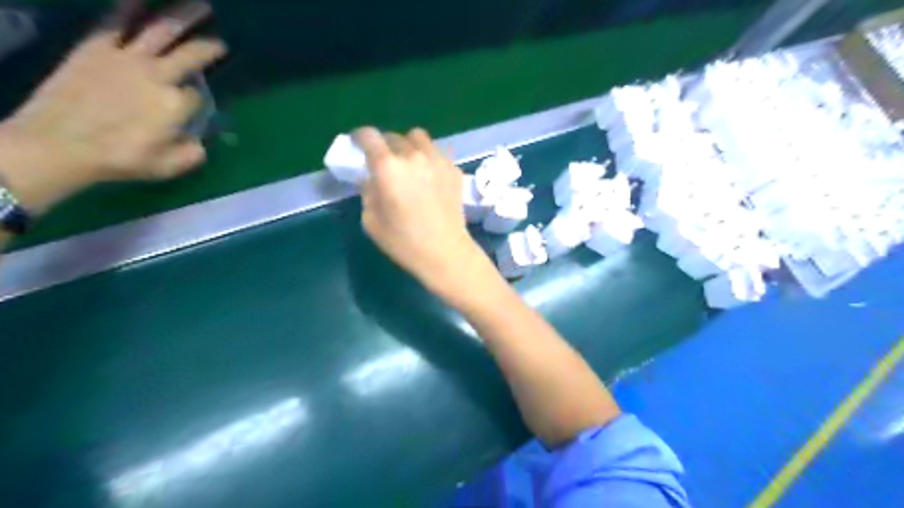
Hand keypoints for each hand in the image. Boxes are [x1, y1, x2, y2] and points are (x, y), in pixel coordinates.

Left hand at [0, 1, 222, 209]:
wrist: (59, 144)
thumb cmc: (121, 159)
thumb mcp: (169, 166)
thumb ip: (193, 152)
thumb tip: (200, 140)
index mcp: (177, 105)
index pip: (199, 96)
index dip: (201, 102)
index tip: (197, 107)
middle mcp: (158, 76)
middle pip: (192, 55)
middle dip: (210, 47)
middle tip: (222, 41)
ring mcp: (126, 58)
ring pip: (161, 31)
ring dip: (183, 16)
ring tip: (200, 5)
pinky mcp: (96, 48)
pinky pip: (115, 22)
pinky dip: (128, 8)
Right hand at [354, 127, 493, 297]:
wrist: (446, 252)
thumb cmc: (404, 242)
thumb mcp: (371, 221)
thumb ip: (368, 192)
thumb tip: (372, 178)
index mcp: (388, 168)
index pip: (369, 136)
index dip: (359, 137)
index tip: (358, 145)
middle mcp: (413, 156)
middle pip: (393, 136)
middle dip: (384, 147)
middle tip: (384, 164)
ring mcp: (437, 160)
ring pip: (418, 138)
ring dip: (408, 146)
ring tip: (409, 164)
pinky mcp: (453, 168)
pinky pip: (436, 152)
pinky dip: (428, 157)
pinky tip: (428, 177)